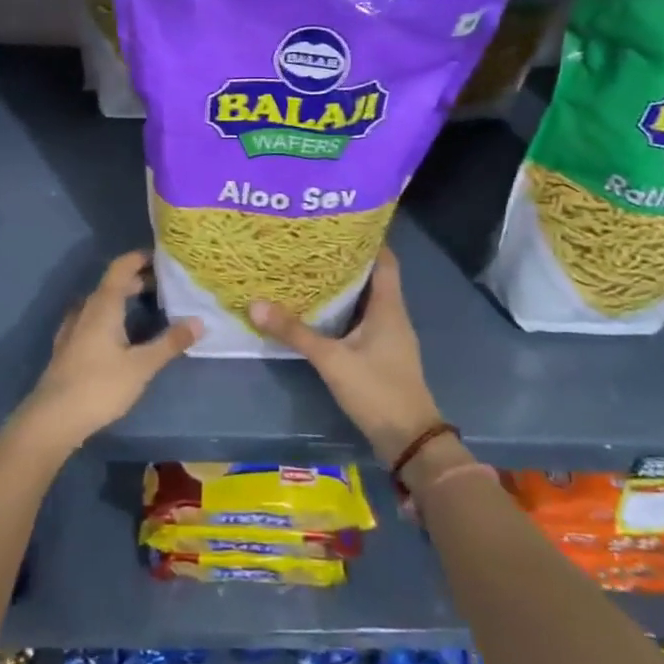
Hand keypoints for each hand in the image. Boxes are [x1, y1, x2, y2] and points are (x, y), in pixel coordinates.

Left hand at [20, 251, 200, 449]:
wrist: (53, 418)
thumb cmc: (100, 386)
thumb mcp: (142, 366)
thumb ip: (170, 342)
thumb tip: (199, 321)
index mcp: (104, 305)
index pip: (121, 267)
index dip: (141, 258)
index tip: (164, 258)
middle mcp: (86, 309)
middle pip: (112, 284)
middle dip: (138, 281)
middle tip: (166, 287)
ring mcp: (73, 328)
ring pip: (101, 303)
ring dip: (123, 299)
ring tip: (147, 308)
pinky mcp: (68, 347)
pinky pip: (92, 319)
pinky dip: (110, 317)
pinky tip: (120, 334)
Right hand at [250, 248, 442, 464]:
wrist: (408, 440)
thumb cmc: (377, 390)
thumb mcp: (332, 360)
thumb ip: (295, 333)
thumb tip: (255, 304)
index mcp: (389, 306)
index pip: (384, 259)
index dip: (366, 239)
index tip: (337, 223)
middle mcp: (392, 315)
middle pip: (372, 276)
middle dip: (344, 260)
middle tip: (310, 244)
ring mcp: (388, 336)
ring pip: (365, 299)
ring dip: (342, 286)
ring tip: (307, 270)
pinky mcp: (381, 354)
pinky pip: (361, 320)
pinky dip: (342, 311)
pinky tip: (318, 311)